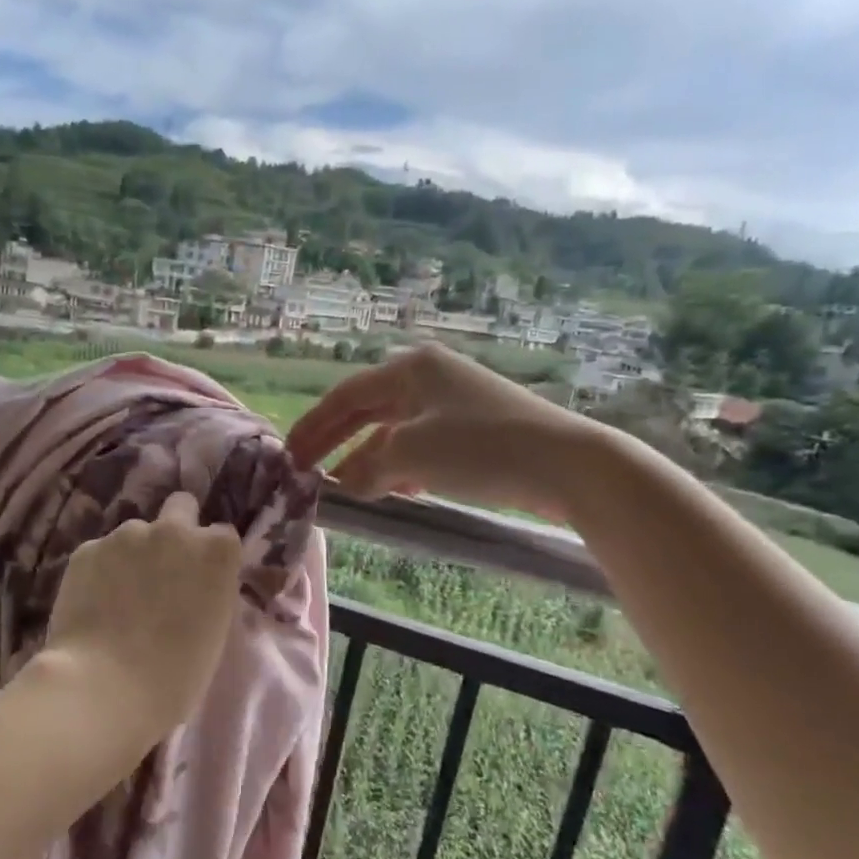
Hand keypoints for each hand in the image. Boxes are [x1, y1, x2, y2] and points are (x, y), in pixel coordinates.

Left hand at [42, 491, 245, 734]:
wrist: (105, 687)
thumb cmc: (176, 677)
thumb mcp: (213, 631)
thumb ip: (208, 592)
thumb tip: (192, 586)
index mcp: (216, 552)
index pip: (222, 536)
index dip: (210, 557)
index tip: (201, 581)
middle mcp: (174, 530)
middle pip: (181, 507)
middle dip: (176, 529)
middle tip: (164, 570)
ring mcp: (126, 535)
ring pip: (134, 534)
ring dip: (133, 555)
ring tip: (120, 598)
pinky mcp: (86, 549)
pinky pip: (100, 553)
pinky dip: (99, 571)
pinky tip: (93, 605)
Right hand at [284, 344, 607, 521]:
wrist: (569, 465)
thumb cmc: (480, 447)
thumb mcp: (410, 455)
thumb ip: (366, 468)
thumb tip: (346, 483)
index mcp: (410, 368)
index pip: (345, 396)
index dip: (313, 426)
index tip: (289, 455)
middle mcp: (429, 377)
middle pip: (366, 410)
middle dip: (335, 441)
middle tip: (305, 469)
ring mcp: (454, 402)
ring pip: (394, 430)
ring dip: (367, 458)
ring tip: (346, 487)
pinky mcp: (475, 429)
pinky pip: (421, 445)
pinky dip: (400, 466)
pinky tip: (395, 490)